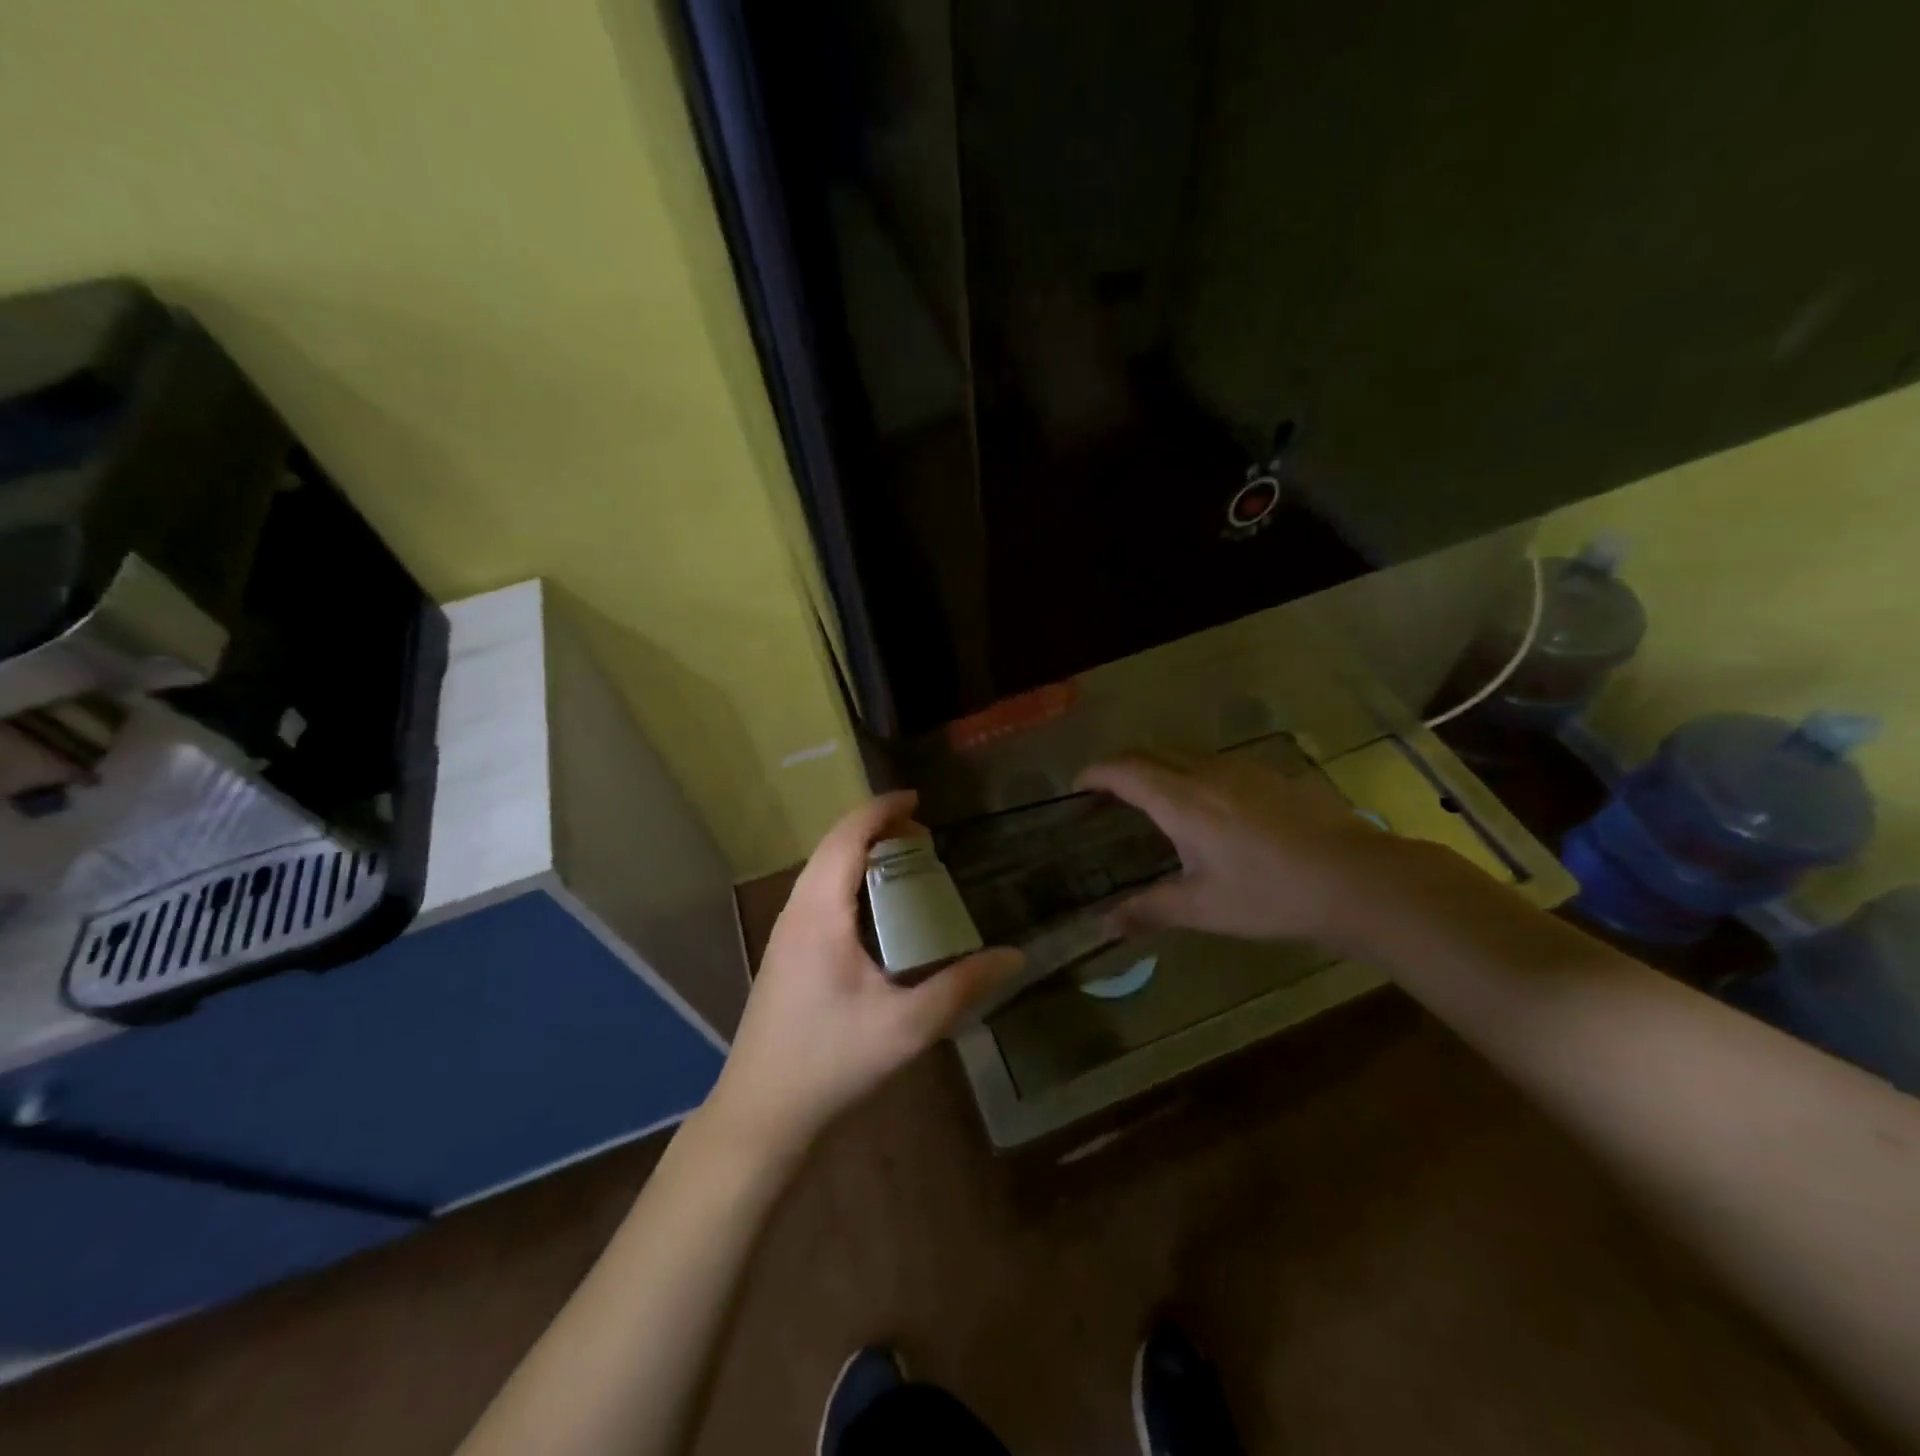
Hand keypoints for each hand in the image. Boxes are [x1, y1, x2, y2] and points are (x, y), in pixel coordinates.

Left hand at [705, 792, 1023, 1157]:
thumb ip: (962, 988)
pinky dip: (848, 878)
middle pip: (832, 846)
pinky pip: (817, 892)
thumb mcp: (906, 1026)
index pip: (847, 837)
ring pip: (821, 869)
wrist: (760, 1112)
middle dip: (875, 827)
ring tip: (903, 860)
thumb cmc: (830, 1061)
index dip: (882, 809)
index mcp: (820, 913)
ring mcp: (785, 932)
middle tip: (922, 833)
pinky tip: (874, 909)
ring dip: (859, 852)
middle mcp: (797, 911)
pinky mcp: (785, 953)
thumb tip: (1015, 957)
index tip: (919, 800)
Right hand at [1075, 752, 1401, 945]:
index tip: (1076, 787)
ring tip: (1148, 798)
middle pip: (1149, 752)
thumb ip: (1149, 910)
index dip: (1094, 773)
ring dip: (1155, 766)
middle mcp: (1205, 773)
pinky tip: (1204, 805)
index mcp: (1181, 801)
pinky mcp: (1268, 774)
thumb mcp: (1204, 908)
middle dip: (1120, 766)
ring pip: (1182, 753)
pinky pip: (1212, 761)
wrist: (1356, 878)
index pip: (1123, 770)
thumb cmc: (1271, 895)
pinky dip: (1188, 772)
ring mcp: (1240, 769)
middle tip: (1106, 794)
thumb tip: (1102, 926)